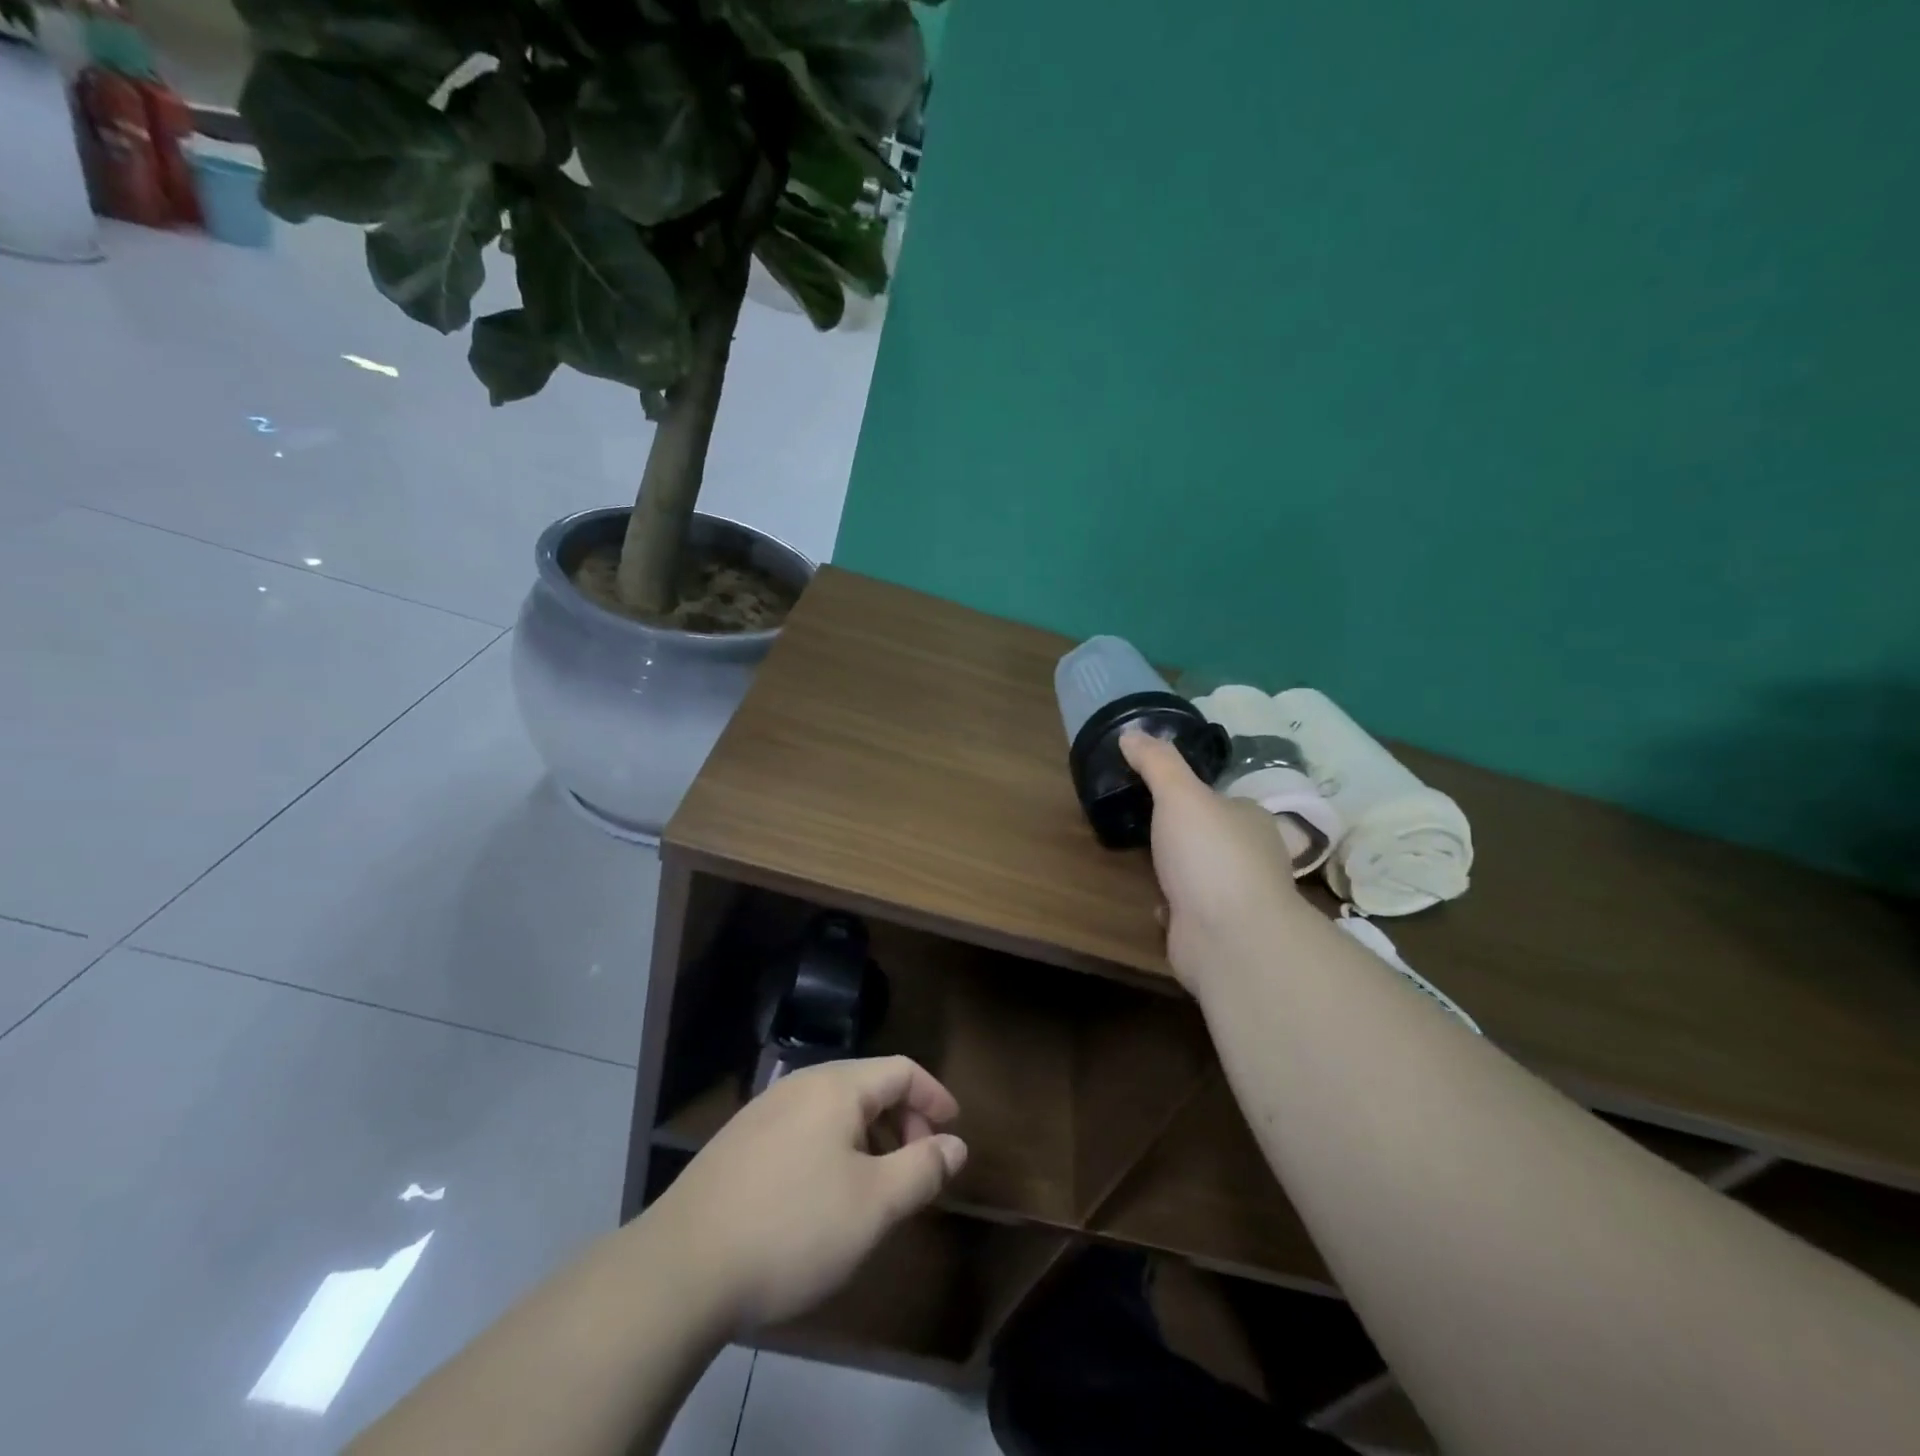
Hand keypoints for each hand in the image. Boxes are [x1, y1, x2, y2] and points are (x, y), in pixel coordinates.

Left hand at [650, 1056, 967, 1332]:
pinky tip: (824, 1194)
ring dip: (868, 1137)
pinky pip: (804, 1128)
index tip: (954, 1131)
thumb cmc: (793, 1228)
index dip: (935, 1096)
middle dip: (903, 1120)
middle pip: (868, 1085)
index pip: (901, 1069)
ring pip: (834, 1109)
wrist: (681, 1267)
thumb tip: (955, 1145)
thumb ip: (922, 1169)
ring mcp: (764, 1111)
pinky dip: (833, 1148)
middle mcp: (800, 1084)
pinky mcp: (739, 1142)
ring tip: (876, 1186)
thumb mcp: (874, 1205)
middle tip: (917, 1167)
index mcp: (836, 1086)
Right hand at [1121, 730, 1306, 987]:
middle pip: (1209, 836)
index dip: (1193, 793)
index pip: (1222, 799)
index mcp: (1252, 820)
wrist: (1228, 938)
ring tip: (1140, 857)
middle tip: (1141, 821)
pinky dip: (1171, 905)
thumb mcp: (1180, 795)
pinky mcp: (1213, 928)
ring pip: (1197, 873)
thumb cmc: (1210, 855)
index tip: (1158, 789)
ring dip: (1173, 870)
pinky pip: (1187, 908)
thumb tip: (1132, 732)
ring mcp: (1233, 896)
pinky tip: (1153, 899)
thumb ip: (1157, 763)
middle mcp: (1250, 856)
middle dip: (1180, 834)